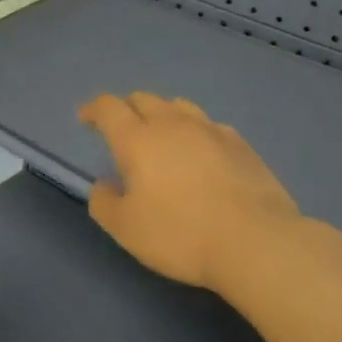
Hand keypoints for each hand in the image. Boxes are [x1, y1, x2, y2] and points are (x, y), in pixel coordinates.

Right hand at [78, 92, 304, 293]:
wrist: (256, 243)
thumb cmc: (180, 235)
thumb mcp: (125, 229)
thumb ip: (104, 202)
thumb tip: (104, 185)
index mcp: (137, 139)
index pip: (108, 107)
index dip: (93, 109)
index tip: (86, 118)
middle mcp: (172, 124)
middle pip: (144, 99)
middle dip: (127, 109)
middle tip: (122, 130)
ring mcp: (211, 130)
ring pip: (179, 106)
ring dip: (163, 115)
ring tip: (162, 136)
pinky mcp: (241, 144)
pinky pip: (209, 125)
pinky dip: (195, 131)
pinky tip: (201, 152)